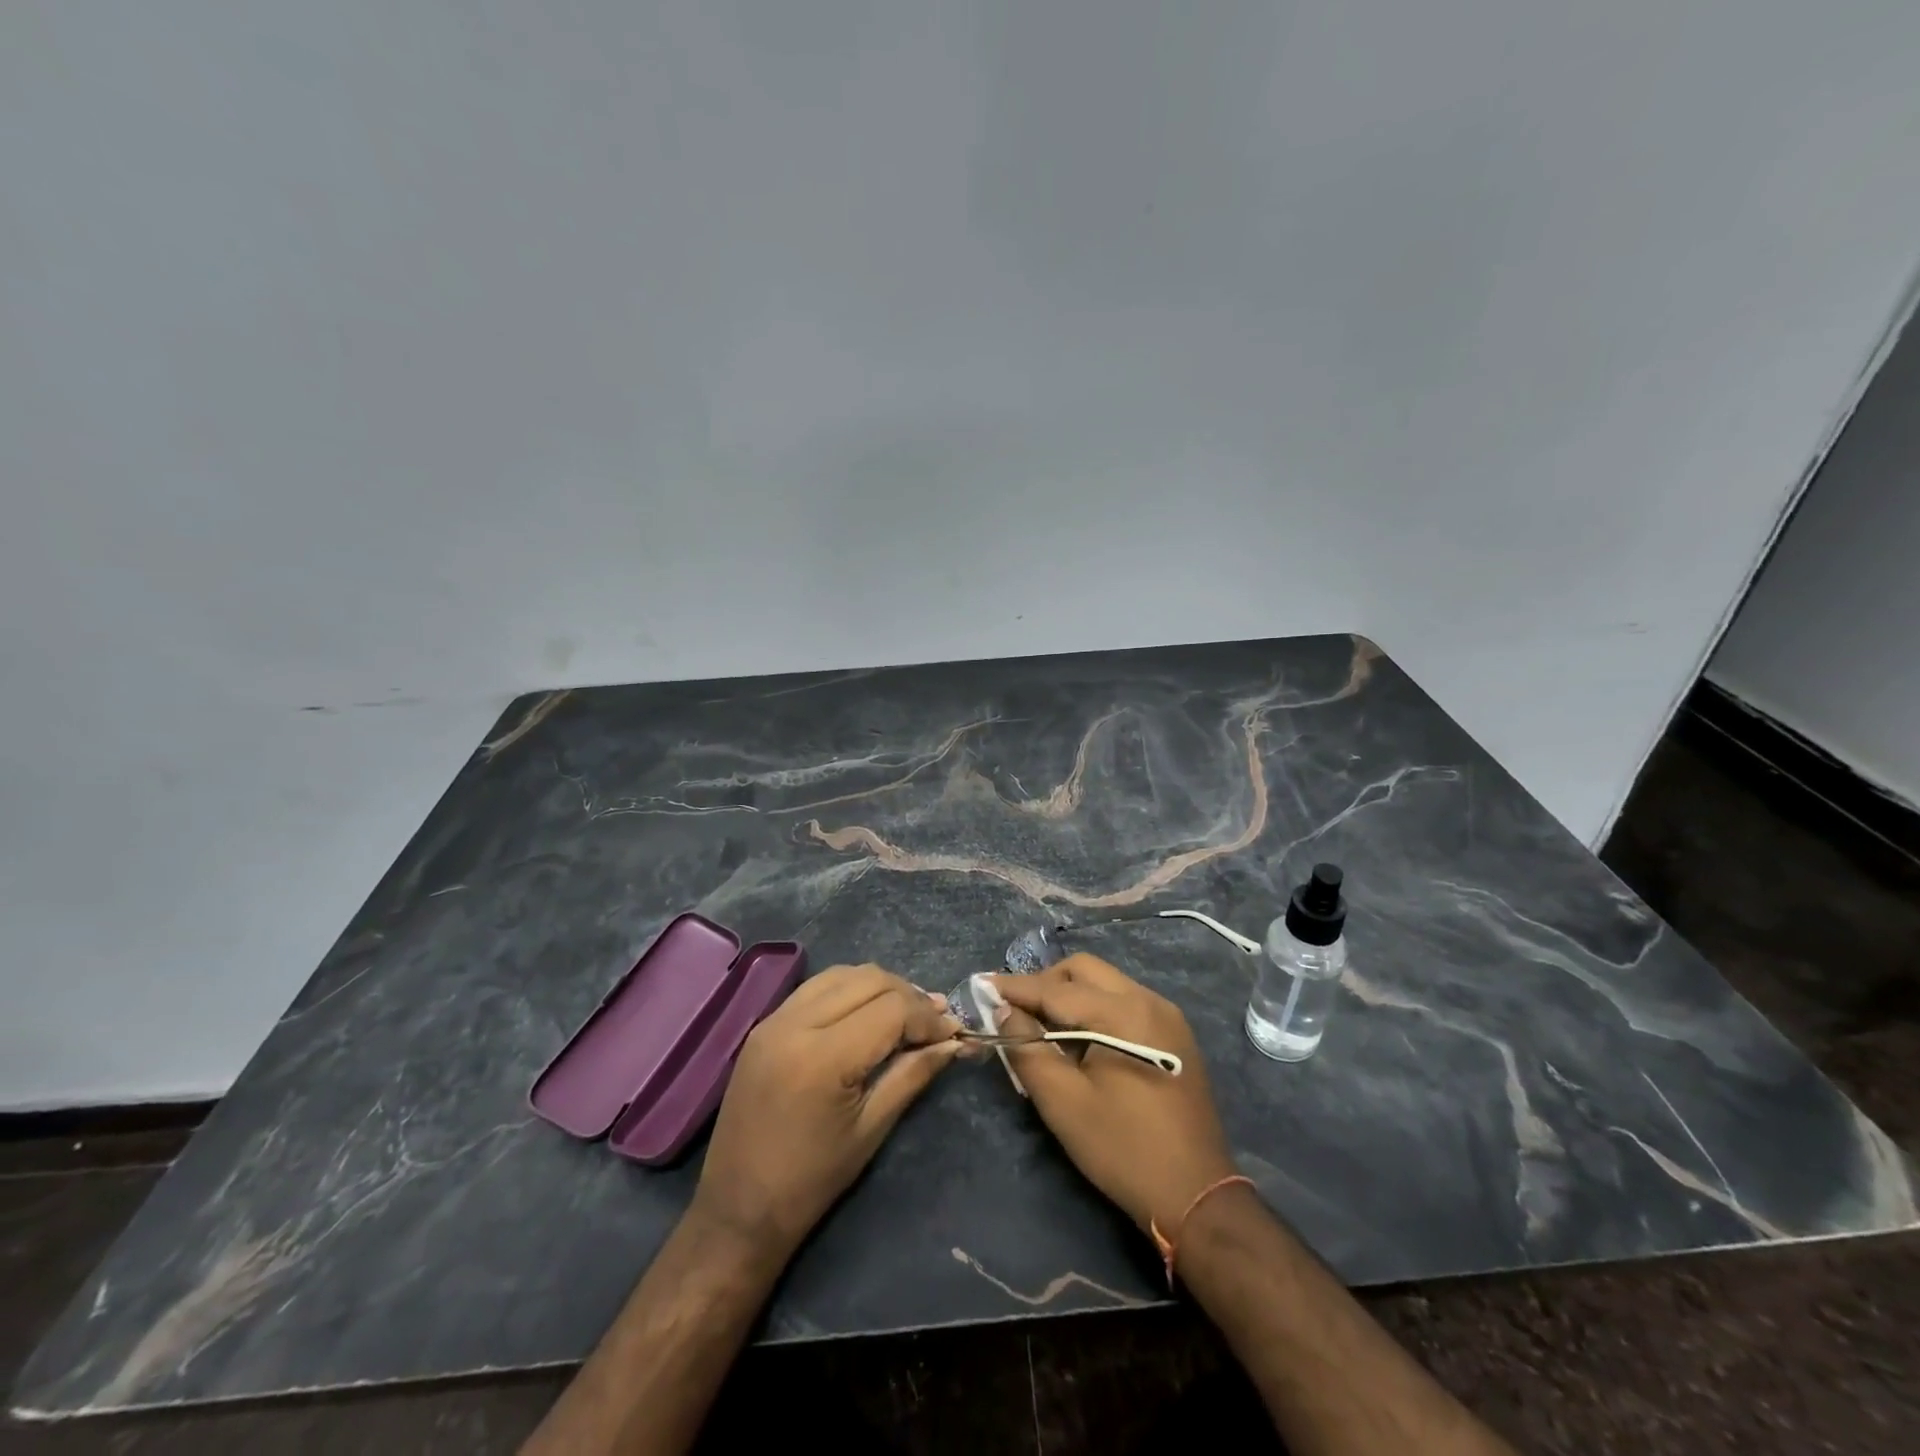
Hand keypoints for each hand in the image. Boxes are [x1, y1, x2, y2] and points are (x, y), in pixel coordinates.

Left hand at [692, 964, 961, 1258]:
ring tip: (904, 1014)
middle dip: (908, 996)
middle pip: (869, 980)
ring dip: (879, 987)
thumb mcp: (872, 1129)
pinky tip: (865, 1014)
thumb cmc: (811, 1181)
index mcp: (823, 1058)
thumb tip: (953, 1042)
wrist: (737, 1209)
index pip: (891, 1010)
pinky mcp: (764, 1024)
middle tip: (935, 1021)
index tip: (953, 1032)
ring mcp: (774, 1019)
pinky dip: (848, 990)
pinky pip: (816, 988)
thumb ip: (913, 1074)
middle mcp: (795, 1023)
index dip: (928, 1017)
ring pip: (842, 975)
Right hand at [992, 955, 1238, 1234]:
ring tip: (1043, 1027)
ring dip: (1070, 995)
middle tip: (1016, 1010)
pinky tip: (1081, 1041)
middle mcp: (1148, 1000)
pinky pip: (1125, 1002)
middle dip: (1045, 983)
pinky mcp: (1175, 1035)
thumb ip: (1028, 1049)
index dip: (1016, 987)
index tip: (982, 984)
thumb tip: (1004, 1010)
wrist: (1197, 1196)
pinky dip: (1095, 1009)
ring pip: (1106, 983)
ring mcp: (1166, 1015)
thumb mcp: (1064, 1103)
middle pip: (1084, 970)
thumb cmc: (1123, 1149)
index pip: (1056, 988)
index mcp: (1122, 1013)